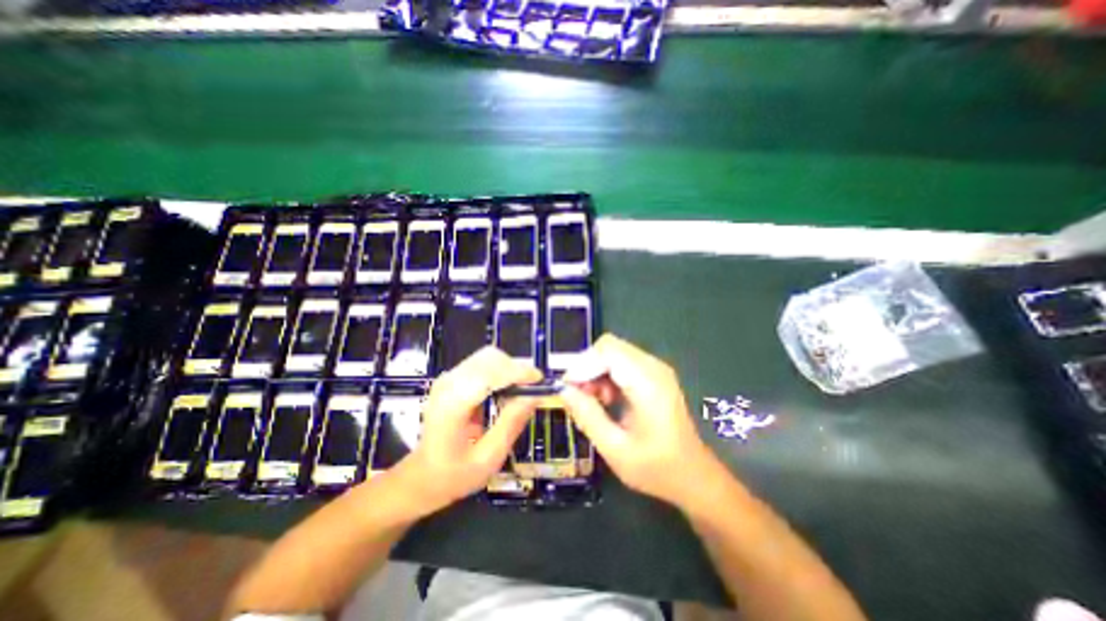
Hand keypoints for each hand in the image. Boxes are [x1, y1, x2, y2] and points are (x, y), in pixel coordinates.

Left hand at [397, 347, 539, 516]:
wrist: (420, 477)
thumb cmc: (453, 475)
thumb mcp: (488, 459)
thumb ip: (511, 424)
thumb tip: (535, 396)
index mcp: (454, 404)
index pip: (490, 373)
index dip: (518, 372)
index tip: (540, 382)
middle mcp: (449, 383)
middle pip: (490, 358)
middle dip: (516, 369)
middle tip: (532, 389)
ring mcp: (448, 377)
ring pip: (488, 356)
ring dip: (509, 369)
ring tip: (521, 391)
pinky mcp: (452, 378)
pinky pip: (482, 363)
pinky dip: (500, 371)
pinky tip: (505, 391)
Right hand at [563, 336, 718, 508]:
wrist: (693, 476)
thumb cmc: (656, 468)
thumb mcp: (615, 449)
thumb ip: (587, 416)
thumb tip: (563, 390)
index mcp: (647, 383)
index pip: (608, 350)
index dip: (583, 364)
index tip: (568, 388)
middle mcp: (654, 367)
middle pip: (609, 347)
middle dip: (587, 367)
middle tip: (579, 396)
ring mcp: (656, 369)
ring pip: (613, 353)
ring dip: (596, 372)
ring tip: (593, 401)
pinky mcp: (654, 374)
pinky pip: (622, 362)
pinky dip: (607, 375)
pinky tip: (607, 399)